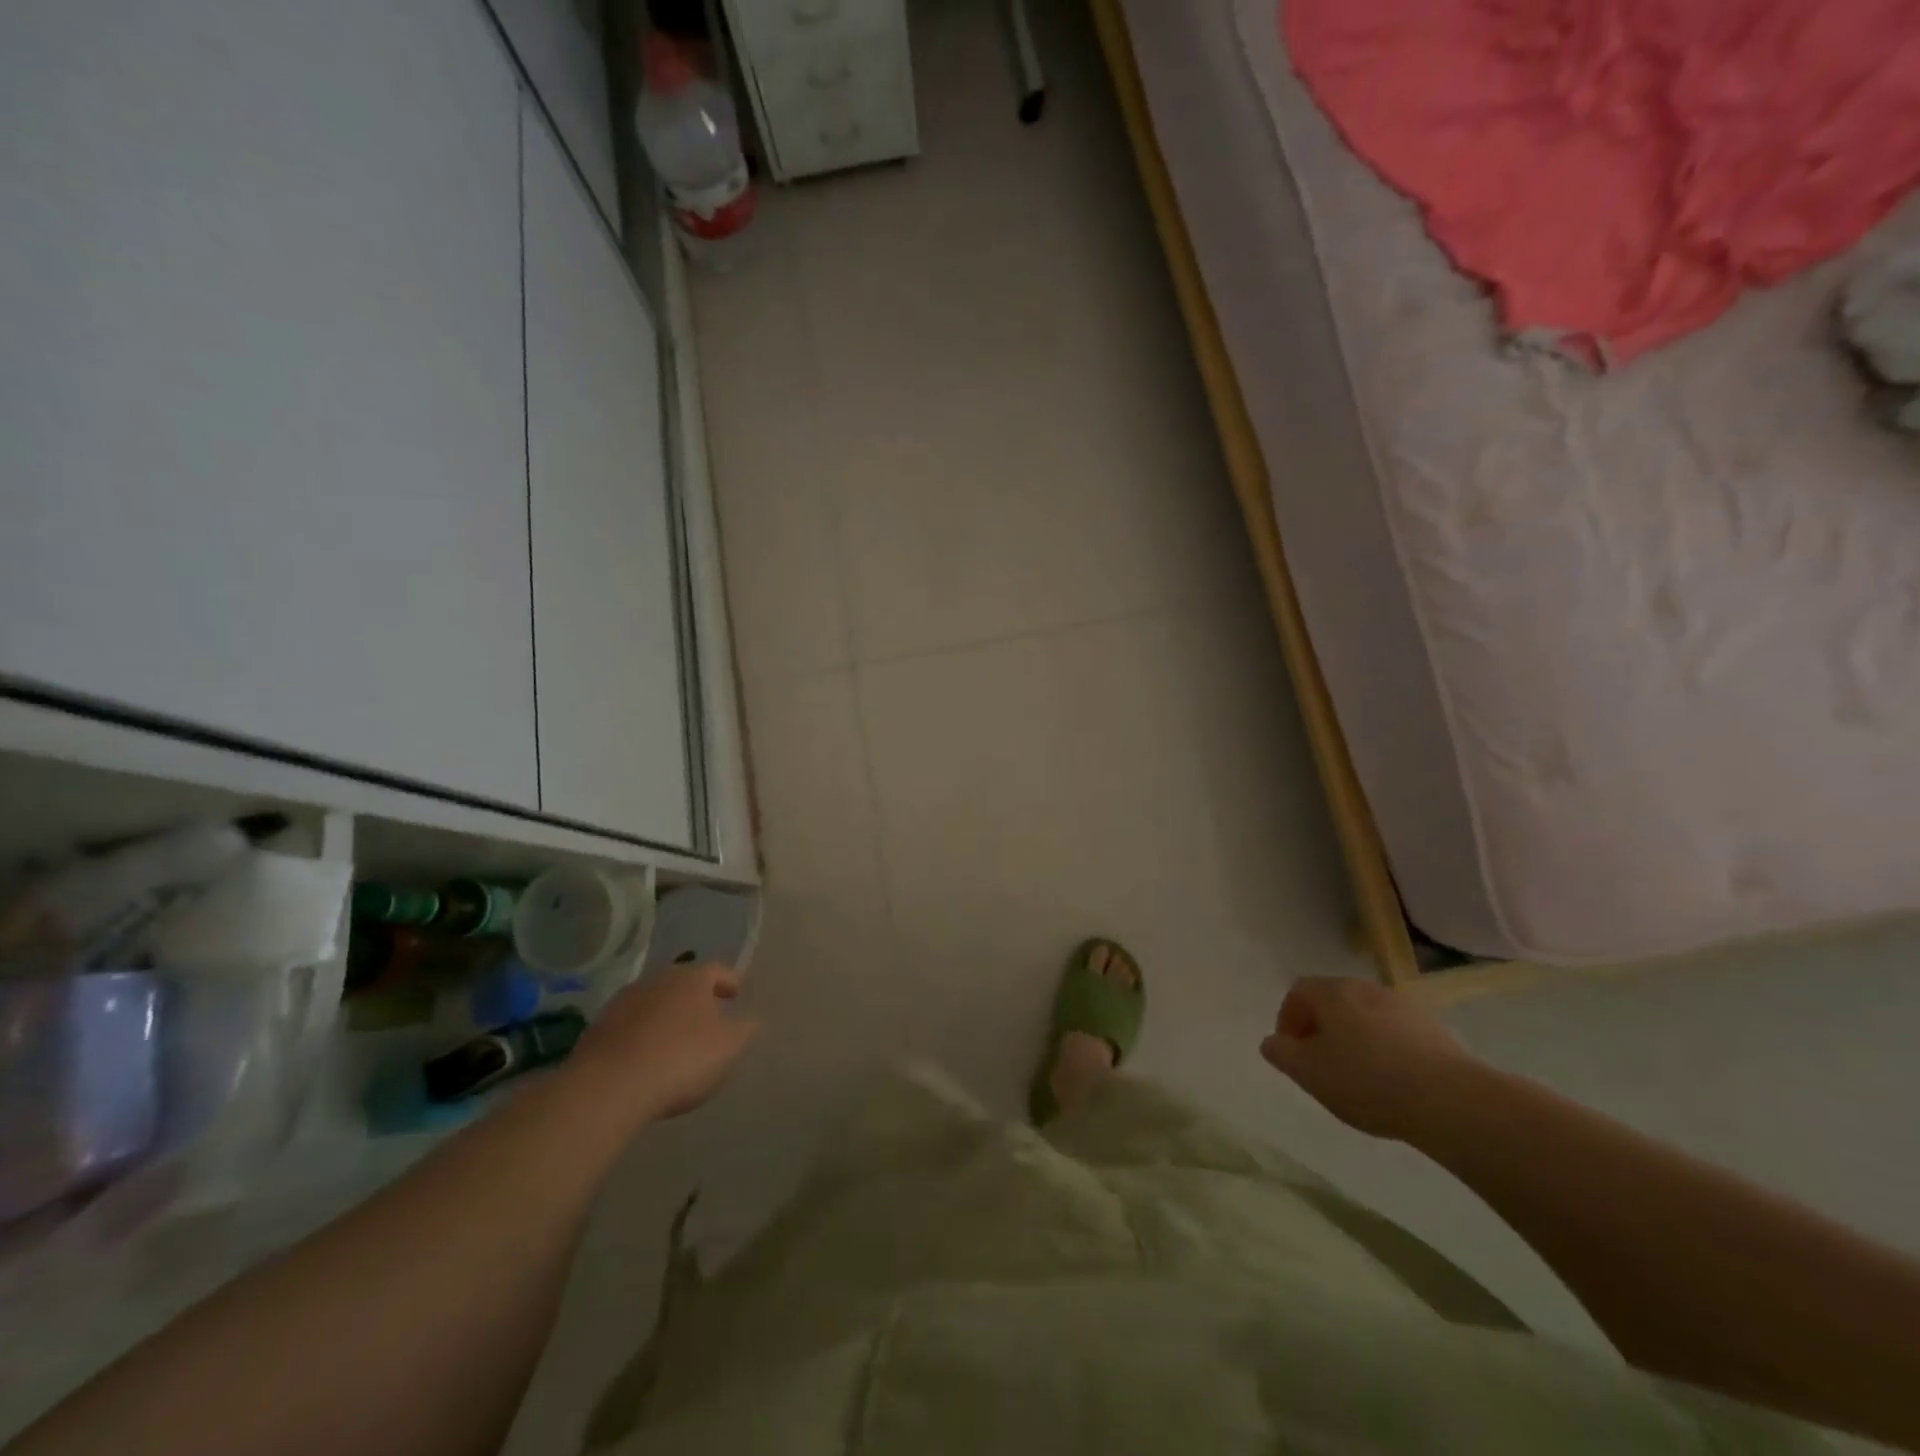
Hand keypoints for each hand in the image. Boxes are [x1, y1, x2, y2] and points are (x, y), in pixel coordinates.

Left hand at [573, 962, 759, 1119]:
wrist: (608, 1086)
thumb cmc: (680, 1059)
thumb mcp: (728, 1047)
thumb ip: (745, 1030)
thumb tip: (751, 1020)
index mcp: (692, 978)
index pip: (718, 970)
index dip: (730, 982)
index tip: (736, 994)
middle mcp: (658, 979)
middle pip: (683, 983)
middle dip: (697, 998)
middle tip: (708, 1017)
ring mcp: (624, 1001)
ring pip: (655, 1002)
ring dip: (666, 1015)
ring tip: (676, 1038)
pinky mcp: (598, 1027)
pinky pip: (630, 1024)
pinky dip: (642, 1033)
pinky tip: (646, 1055)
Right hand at [1260, 976, 1474, 1140]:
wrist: (1450, 1100)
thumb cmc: (1367, 1080)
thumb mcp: (1309, 1073)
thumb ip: (1282, 1054)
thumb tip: (1272, 1042)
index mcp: (1332, 992)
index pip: (1298, 992)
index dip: (1288, 1019)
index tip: (1291, 1051)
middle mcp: (1366, 988)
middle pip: (1333, 1000)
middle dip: (1321, 1027)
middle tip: (1320, 1062)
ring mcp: (1403, 1005)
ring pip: (1365, 1015)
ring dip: (1354, 1037)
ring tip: (1357, 1075)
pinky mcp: (1435, 1028)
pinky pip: (1396, 1031)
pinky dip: (1385, 1048)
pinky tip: (1392, 1080)